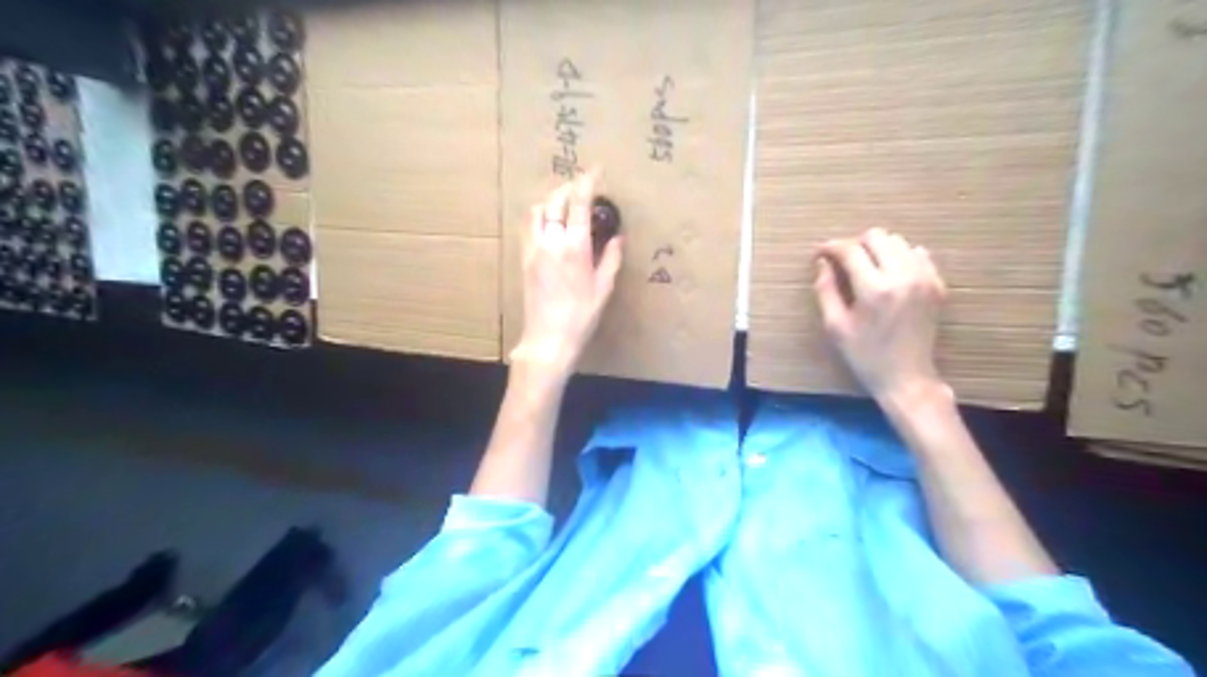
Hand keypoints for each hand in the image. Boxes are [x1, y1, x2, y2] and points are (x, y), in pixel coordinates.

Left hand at [508, 172, 622, 376]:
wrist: (548, 338)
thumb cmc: (581, 316)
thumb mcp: (603, 289)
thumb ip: (610, 259)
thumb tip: (616, 237)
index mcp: (575, 248)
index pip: (580, 203)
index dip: (588, 182)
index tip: (596, 170)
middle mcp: (552, 242)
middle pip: (555, 201)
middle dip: (569, 188)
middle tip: (582, 187)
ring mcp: (534, 249)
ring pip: (537, 211)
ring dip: (551, 200)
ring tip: (565, 204)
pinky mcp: (524, 259)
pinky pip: (529, 227)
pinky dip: (540, 216)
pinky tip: (550, 224)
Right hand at [816, 231, 946, 405]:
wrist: (907, 377)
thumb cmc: (865, 356)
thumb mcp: (835, 326)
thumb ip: (826, 290)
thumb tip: (822, 262)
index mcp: (874, 289)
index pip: (851, 251)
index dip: (832, 247)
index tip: (821, 253)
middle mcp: (902, 277)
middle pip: (877, 237)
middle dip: (856, 245)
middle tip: (844, 262)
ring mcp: (924, 279)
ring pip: (898, 242)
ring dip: (878, 249)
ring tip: (866, 268)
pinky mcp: (937, 285)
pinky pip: (918, 254)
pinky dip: (901, 257)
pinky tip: (889, 274)